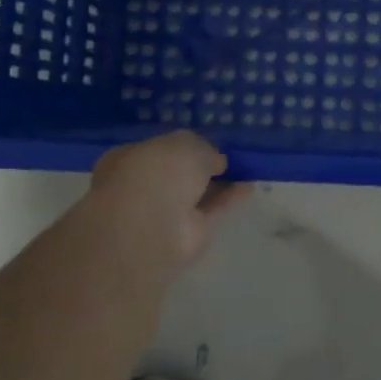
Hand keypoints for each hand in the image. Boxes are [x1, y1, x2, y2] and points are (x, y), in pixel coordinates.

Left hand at [72, 131, 247, 289]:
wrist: (150, 227)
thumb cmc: (158, 172)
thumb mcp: (187, 143)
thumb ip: (204, 149)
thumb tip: (216, 162)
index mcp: (131, 158)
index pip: (160, 150)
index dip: (185, 147)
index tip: (210, 143)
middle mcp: (144, 186)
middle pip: (179, 175)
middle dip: (203, 168)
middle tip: (231, 159)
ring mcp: (164, 214)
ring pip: (196, 195)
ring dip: (219, 184)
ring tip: (247, 171)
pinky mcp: (186, 236)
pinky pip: (210, 212)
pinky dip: (228, 200)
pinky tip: (249, 188)